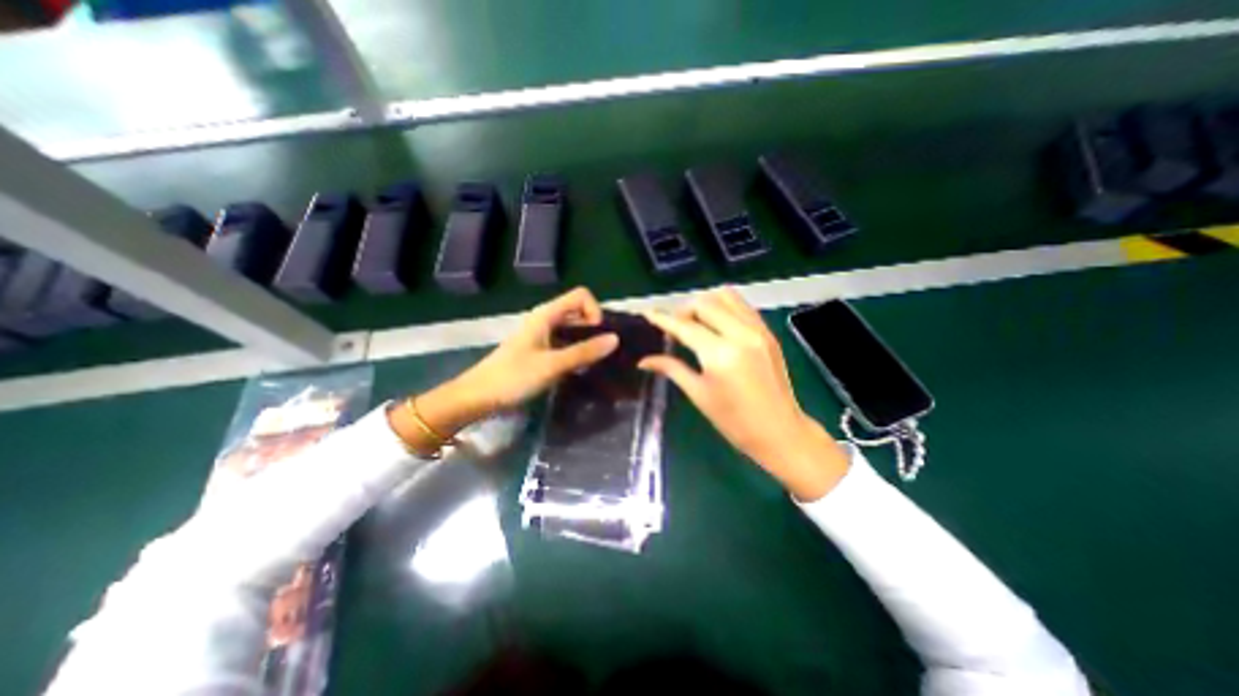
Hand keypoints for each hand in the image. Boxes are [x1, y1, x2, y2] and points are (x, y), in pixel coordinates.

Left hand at [389, 286, 616, 453]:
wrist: (478, 396)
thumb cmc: (513, 377)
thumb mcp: (552, 365)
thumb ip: (584, 352)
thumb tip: (616, 340)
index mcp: (546, 314)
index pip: (580, 295)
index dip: (595, 310)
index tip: (599, 335)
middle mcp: (545, 319)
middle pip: (578, 311)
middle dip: (594, 327)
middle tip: (603, 351)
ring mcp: (542, 335)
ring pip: (572, 328)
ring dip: (587, 340)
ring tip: (597, 360)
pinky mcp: (540, 350)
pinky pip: (565, 342)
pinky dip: (577, 350)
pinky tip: (581, 368)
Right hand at [637, 289, 851, 499]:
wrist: (781, 431)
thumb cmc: (735, 421)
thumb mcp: (699, 394)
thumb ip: (671, 369)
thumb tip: (643, 361)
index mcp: (720, 354)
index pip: (685, 327)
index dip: (663, 319)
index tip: (648, 313)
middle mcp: (740, 334)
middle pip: (704, 303)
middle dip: (684, 310)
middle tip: (675, 328)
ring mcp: (758, 329)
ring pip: (725, 296)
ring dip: (705, 303)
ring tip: (696, 323)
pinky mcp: (767, 332)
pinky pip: (742, 305)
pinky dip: (724, 307)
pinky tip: (716, 324)